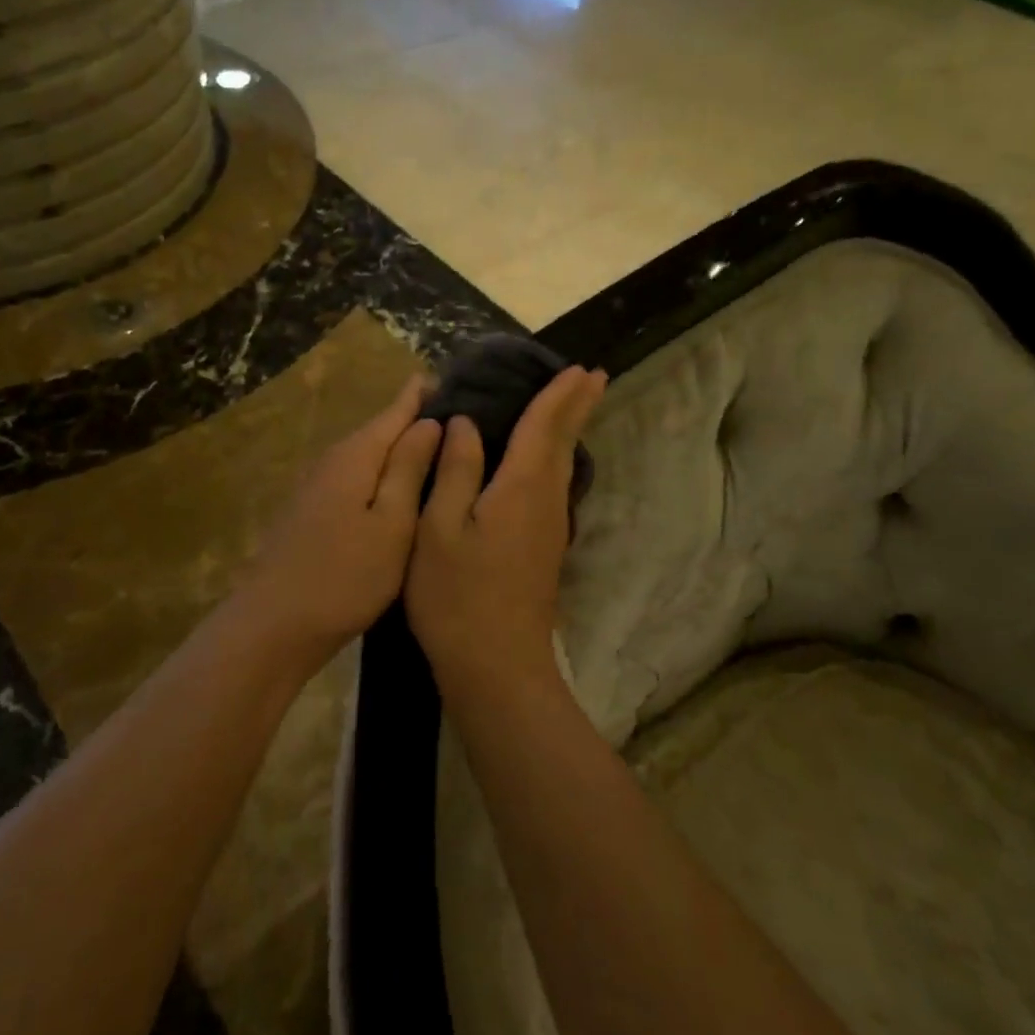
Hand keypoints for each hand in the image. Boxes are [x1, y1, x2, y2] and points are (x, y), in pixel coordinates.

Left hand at [231, 374, 442, 673]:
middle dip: (417, 419)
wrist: (275, 624)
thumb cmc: (345, 575)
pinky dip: (383, 474)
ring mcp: (319, 485)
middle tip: (464, 416)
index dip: (424, 394)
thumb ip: (410, 468)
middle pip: (382, 429)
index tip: (457, 379)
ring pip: (370, 455)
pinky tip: (401, 488)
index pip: (398, 409)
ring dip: (402, 448)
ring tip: (442, 449)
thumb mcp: (392, 523)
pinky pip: (358, 477)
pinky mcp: (313, 510)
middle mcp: (334, 459)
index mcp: (357, 454)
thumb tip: (430, 421)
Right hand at [405, 366, 606, 692]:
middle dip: (579, 407)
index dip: (559, 395)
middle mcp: (546, 500)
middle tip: (595, 376)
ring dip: (571, 430)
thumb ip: (456, 471)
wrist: (497, 667)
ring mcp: (550, 527)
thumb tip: (465, 424)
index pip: (545, 426)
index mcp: (522, 487)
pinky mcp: (545, 547)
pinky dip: (557, 457)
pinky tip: (547, 461)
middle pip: (566, 442)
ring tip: (575, 406)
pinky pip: (555, 484)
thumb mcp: (440, 528)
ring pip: (564, 464)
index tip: (579, 368)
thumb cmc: (457, 595)